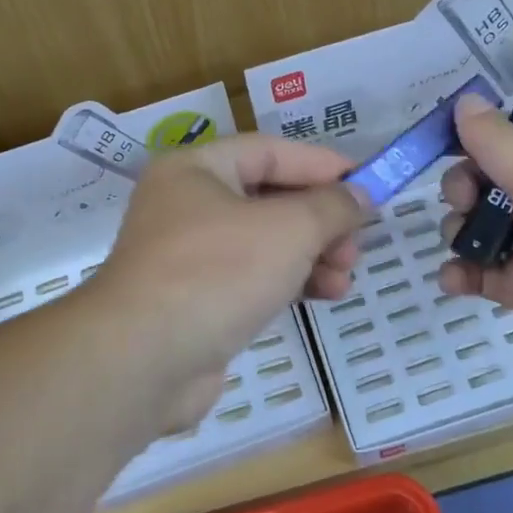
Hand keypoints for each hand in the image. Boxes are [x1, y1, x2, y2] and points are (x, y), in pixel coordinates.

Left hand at [92, 135, 364, 426]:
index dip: (322, 165)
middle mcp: (187, 205)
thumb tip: (360, 196)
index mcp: (196, 170)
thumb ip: (331, 206)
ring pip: (265, 243)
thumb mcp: (289, 229)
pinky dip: (289, 281)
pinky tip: (323, 296)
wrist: (144, 360)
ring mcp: (189, 257)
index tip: (368, 183)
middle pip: (270, 199)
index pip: (270, 151)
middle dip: (321, 221)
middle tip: (356, 245)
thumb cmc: (217, 272)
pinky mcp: (196, 300)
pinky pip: (253, 278)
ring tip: (345, 278)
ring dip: (312, 255)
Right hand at [437, 93, 512, 398]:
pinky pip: (478, 274)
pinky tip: (454, 280)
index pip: (507, 138)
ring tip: (462, 244)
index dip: (474, 138)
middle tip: (466, 201)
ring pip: (476, 229)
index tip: (443, 142)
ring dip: (457, 231)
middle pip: (484, 183)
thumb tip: (464, 99)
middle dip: (461, 188)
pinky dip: (460, 274)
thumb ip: (498, 142)